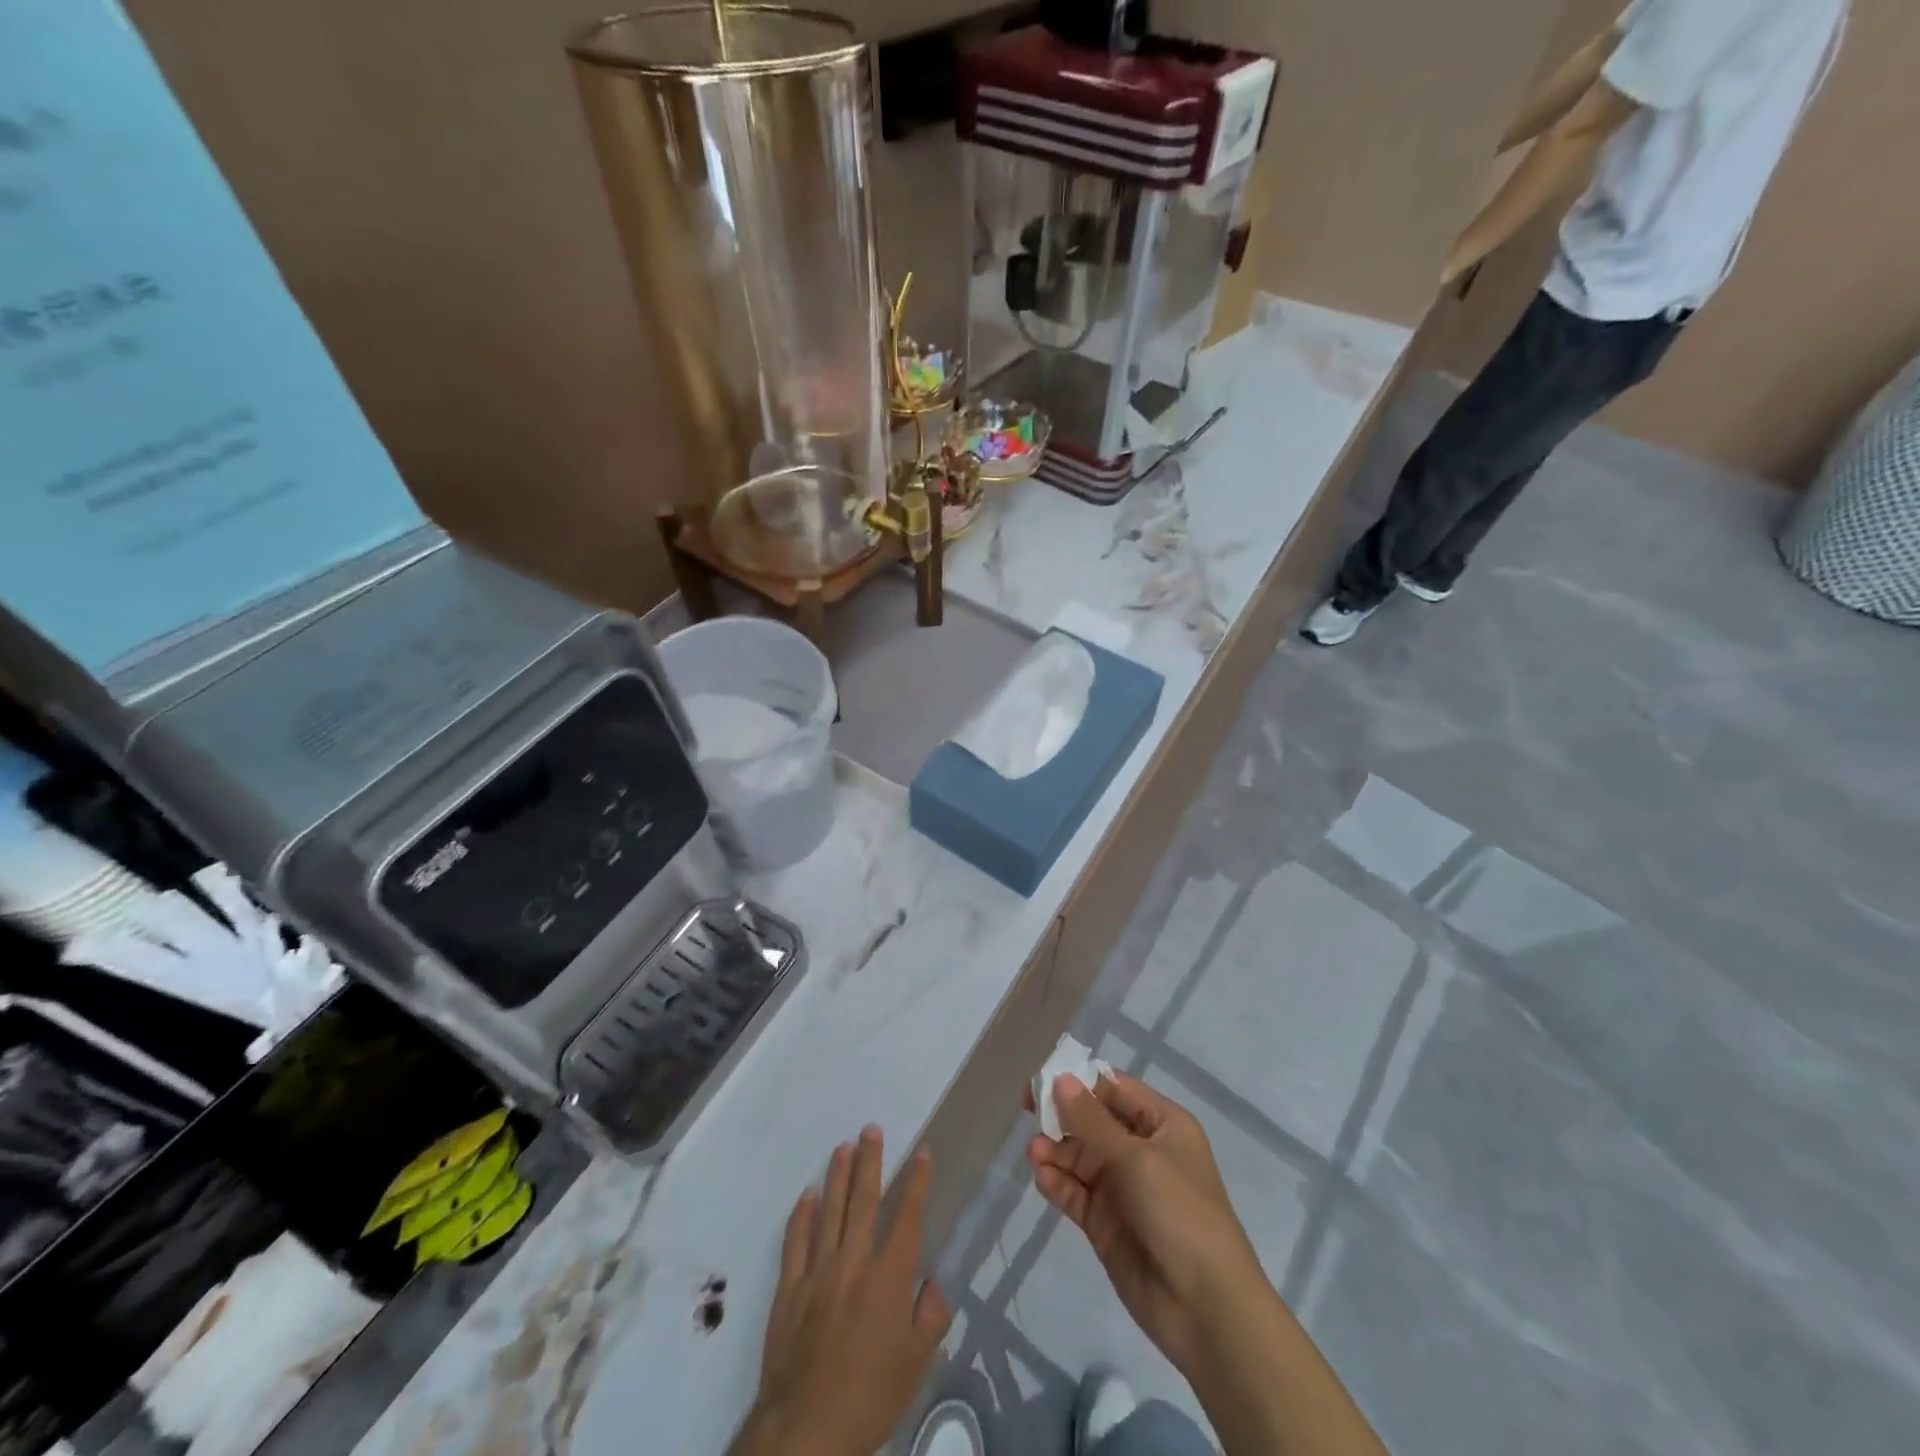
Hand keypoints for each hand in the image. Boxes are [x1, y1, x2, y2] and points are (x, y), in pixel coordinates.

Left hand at [733, 1128, 949, 1455]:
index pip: (908, 1216)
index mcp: (890, 1277)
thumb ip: (930, 1317)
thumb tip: (932, 1282)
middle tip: (871, 1129)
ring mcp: (818, 1271)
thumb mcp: (916, 1365)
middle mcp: (854, 1261)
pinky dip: (801, 1214)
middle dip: (870, 1161)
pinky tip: (807, 1194)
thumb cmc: (870, 1396)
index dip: (917, 1182)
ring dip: (837, 1176)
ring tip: (843, 1146)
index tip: (923, 1152)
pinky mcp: (790, 1287)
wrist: (806, 1429)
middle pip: (864, 1200)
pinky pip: (795, 1240)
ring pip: (830, 1210)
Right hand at [1027, 1072, 1264, 1376]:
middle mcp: (1141, 1149)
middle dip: (1062, 1115)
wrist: (1205, 1309)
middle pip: (1092, 1120)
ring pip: (1080, 1156)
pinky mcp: (1105, 1223)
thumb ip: (1093, 1121)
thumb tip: (1060, 1079)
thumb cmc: (1180, 1213)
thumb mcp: (1137, 1159)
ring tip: (1035, 1154)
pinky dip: (1057, 1182)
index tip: (1042, 1078)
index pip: (1114, 1089)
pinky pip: (1075, 1191)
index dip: (1079, 1080)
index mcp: (1162, 1124)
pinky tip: (1042, 1177)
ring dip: (1056, 1151)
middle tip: (1028, 1110)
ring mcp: (1122, 1187)